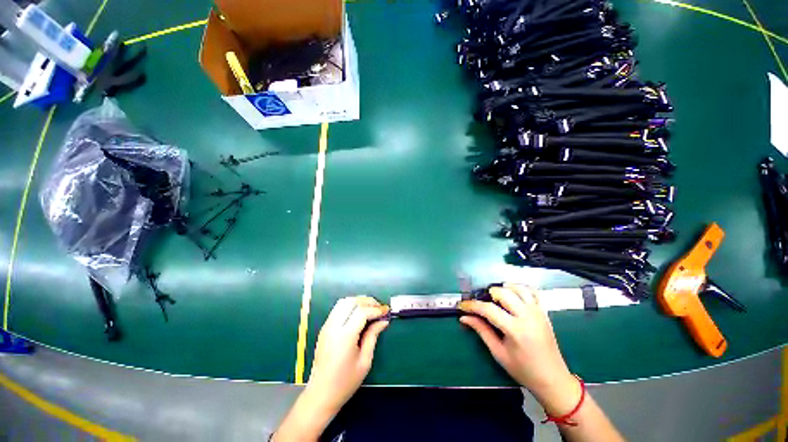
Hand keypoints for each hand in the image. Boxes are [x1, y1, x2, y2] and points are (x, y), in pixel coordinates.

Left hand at [306, 296, 389, 413]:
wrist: (320, 395)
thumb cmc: (345, 382)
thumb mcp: (365, 361)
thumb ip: (373, 336)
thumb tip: (384, 321)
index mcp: (344, 337)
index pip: (362, 312)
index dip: (376, 309)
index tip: (386, 312)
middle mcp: (333, 327)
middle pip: (351, 302)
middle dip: (367, 301)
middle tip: (379, 308)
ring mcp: (327, 326)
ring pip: (343, 302)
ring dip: (358, 301)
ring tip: (370, 309)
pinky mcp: (324, 328)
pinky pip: (338, 309)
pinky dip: (350, 306)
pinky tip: (358, 314)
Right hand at [459, 284, 580, 415]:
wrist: (553, 379)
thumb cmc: (523, 370)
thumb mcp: (498, 353)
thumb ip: (481, 331)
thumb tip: (464, 318)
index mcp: (515, 330)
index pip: (488, 309)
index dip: (472, 305)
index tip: (462, 305)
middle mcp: (527, 316)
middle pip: (503, 292)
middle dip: (488, 295)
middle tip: (482, 305)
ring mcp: (537, 312)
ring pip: (517, 288)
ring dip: (503, 289)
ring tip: (496, 298)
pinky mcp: (543, 312)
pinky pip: (532, 291)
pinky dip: (520, 289)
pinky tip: (512, 295)